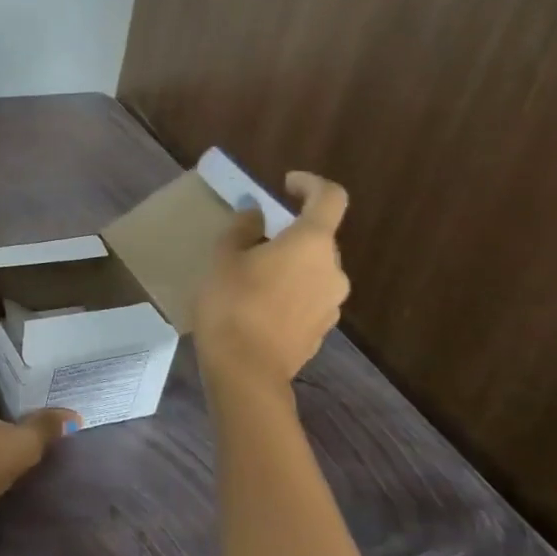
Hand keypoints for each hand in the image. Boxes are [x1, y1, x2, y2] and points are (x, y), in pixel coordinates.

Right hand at [196, 171, 350, 387]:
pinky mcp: (322, 329)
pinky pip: (309, 297)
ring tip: (252, 278)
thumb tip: (257, 214)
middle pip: (318, 238)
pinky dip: (290, 292)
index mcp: (311, 243)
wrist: (246, 370)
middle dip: (290, 233)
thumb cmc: (232, 304)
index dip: (310, 184)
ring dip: (290, 265)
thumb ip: (243, 229)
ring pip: (313, 270)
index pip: (329, 198)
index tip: (286, 185)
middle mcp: (332, 269)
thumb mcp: (224, 258)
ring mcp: (332, 303)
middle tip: (254, 241)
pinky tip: (259, 307)